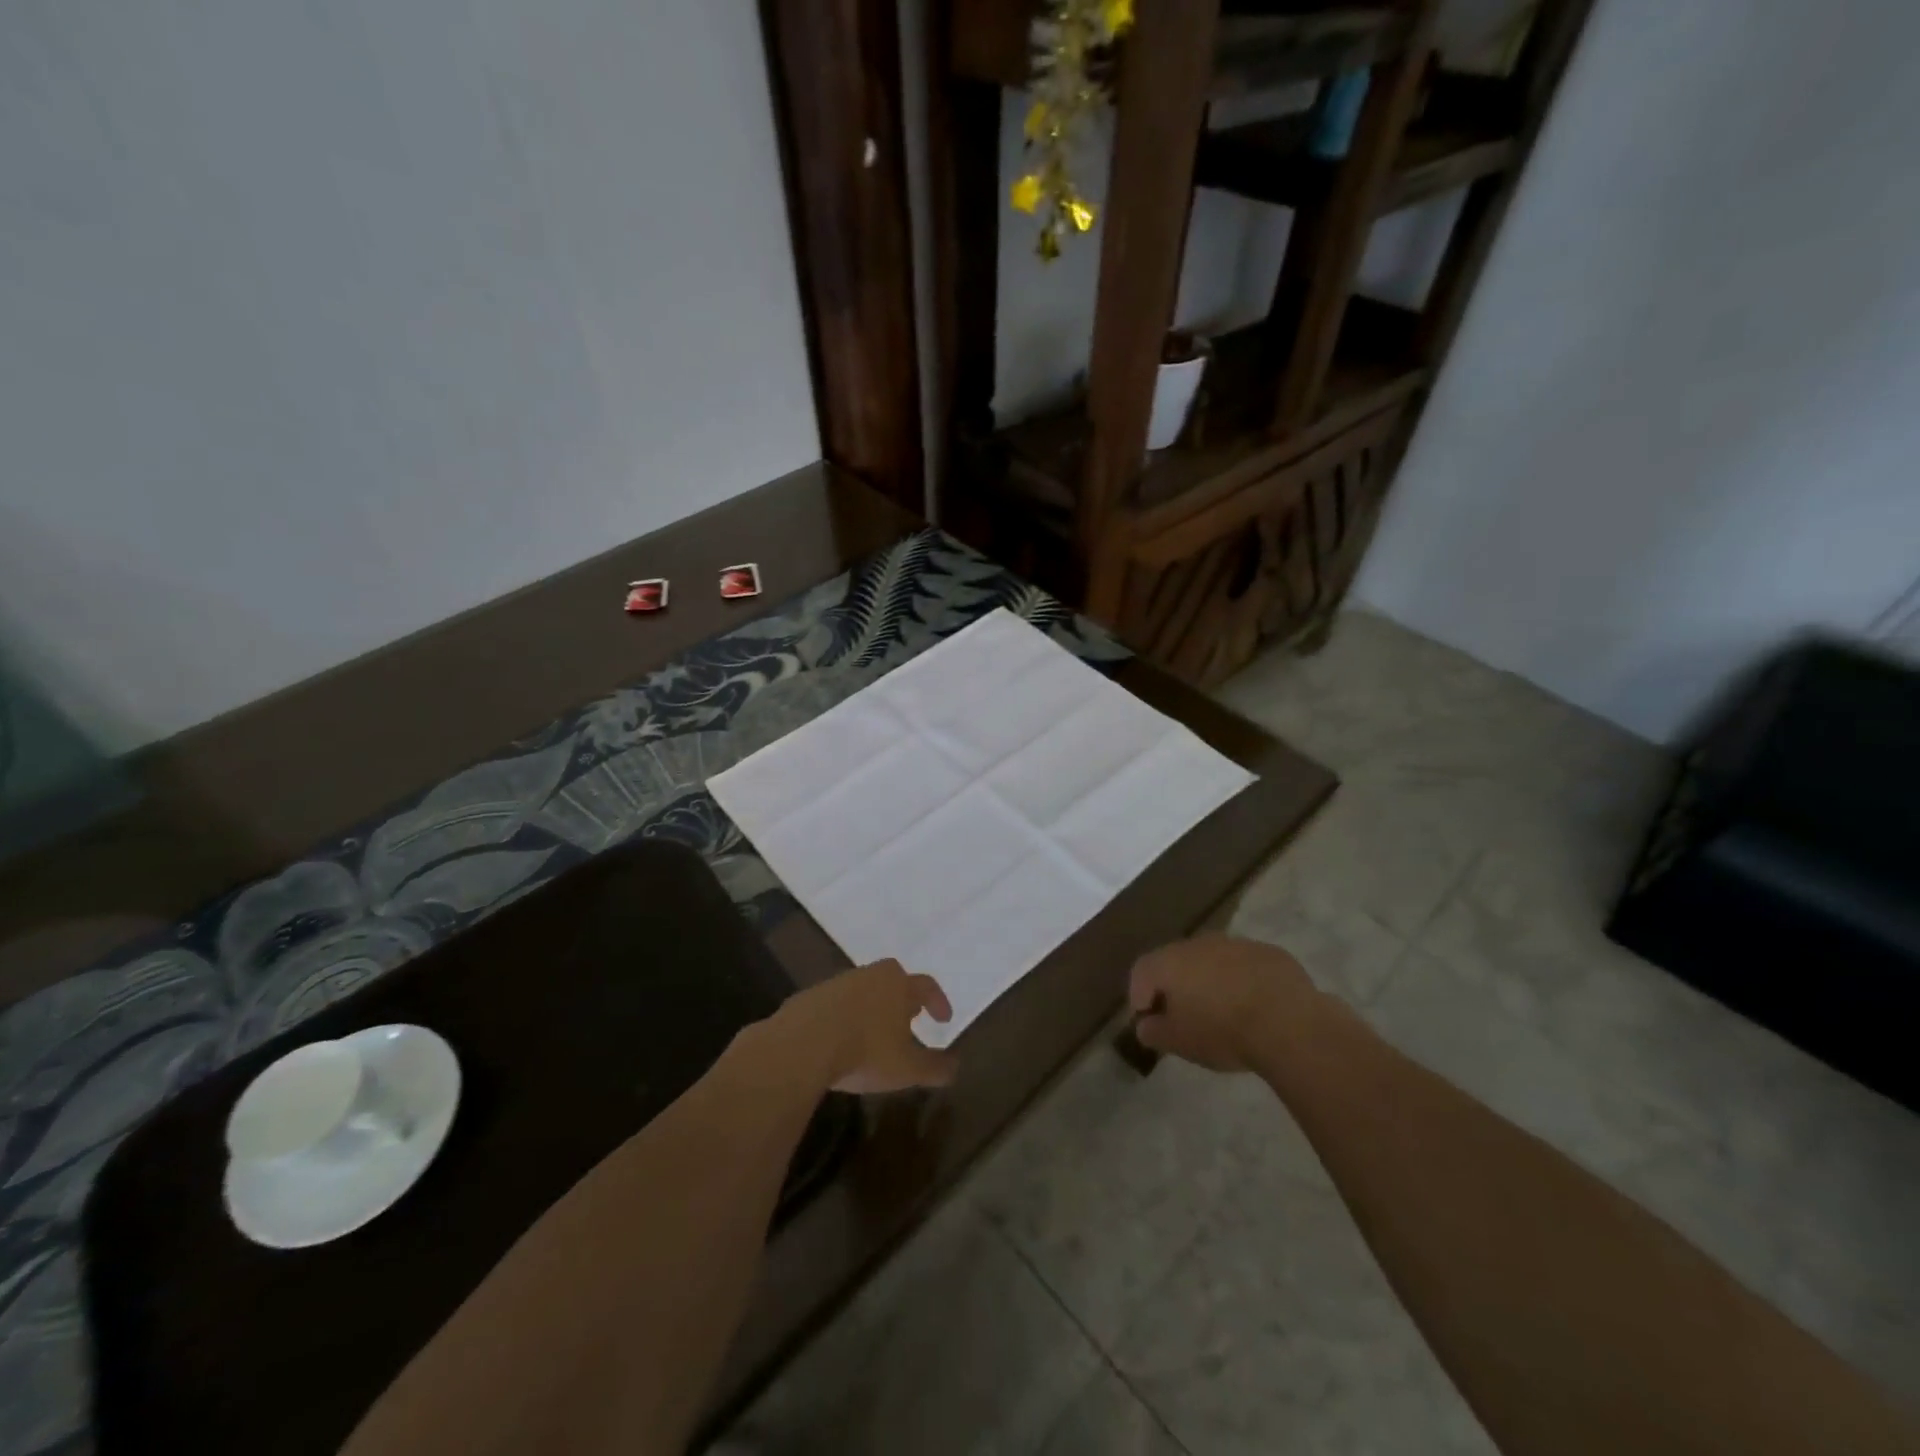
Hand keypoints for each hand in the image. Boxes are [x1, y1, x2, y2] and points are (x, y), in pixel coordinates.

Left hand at [778, 959, 957, 1093]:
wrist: (803, 1044)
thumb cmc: (865, 1052)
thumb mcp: (907, 1069)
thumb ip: (934, 1068)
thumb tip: (955, 1066)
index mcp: (899, 985)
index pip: (926, 986)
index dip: (938, 1001)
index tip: (943, 1019)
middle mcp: (871, 976)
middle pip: (893, 979)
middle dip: (903, 997)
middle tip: (908, 1018)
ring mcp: (838, 983)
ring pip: (863, 989)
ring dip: (872, 1006)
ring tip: (874, 1032)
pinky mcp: (811, 996)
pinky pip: (836, 1003)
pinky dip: (844, 1017)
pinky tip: (841, 1039)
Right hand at [1129, 935, 1319, 1071]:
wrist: (1288, 1023)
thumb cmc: (1222, 1032)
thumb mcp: (1178, 1042)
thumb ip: (1153, 1032)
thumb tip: (1146, 1025)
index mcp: (1170, 961)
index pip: (1141, 971)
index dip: (1139, 996)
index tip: (1148, 1021)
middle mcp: (1198, 943)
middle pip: (1177, 961)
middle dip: (1176, 986)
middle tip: (1184, 1016)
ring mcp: (1236, 944)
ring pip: (1213, 961)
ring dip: (1211, 982)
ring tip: (1222, 1013)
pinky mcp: (1269, 953)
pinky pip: (1245, 966)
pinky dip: (1242, 982)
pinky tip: (1255, 1007)